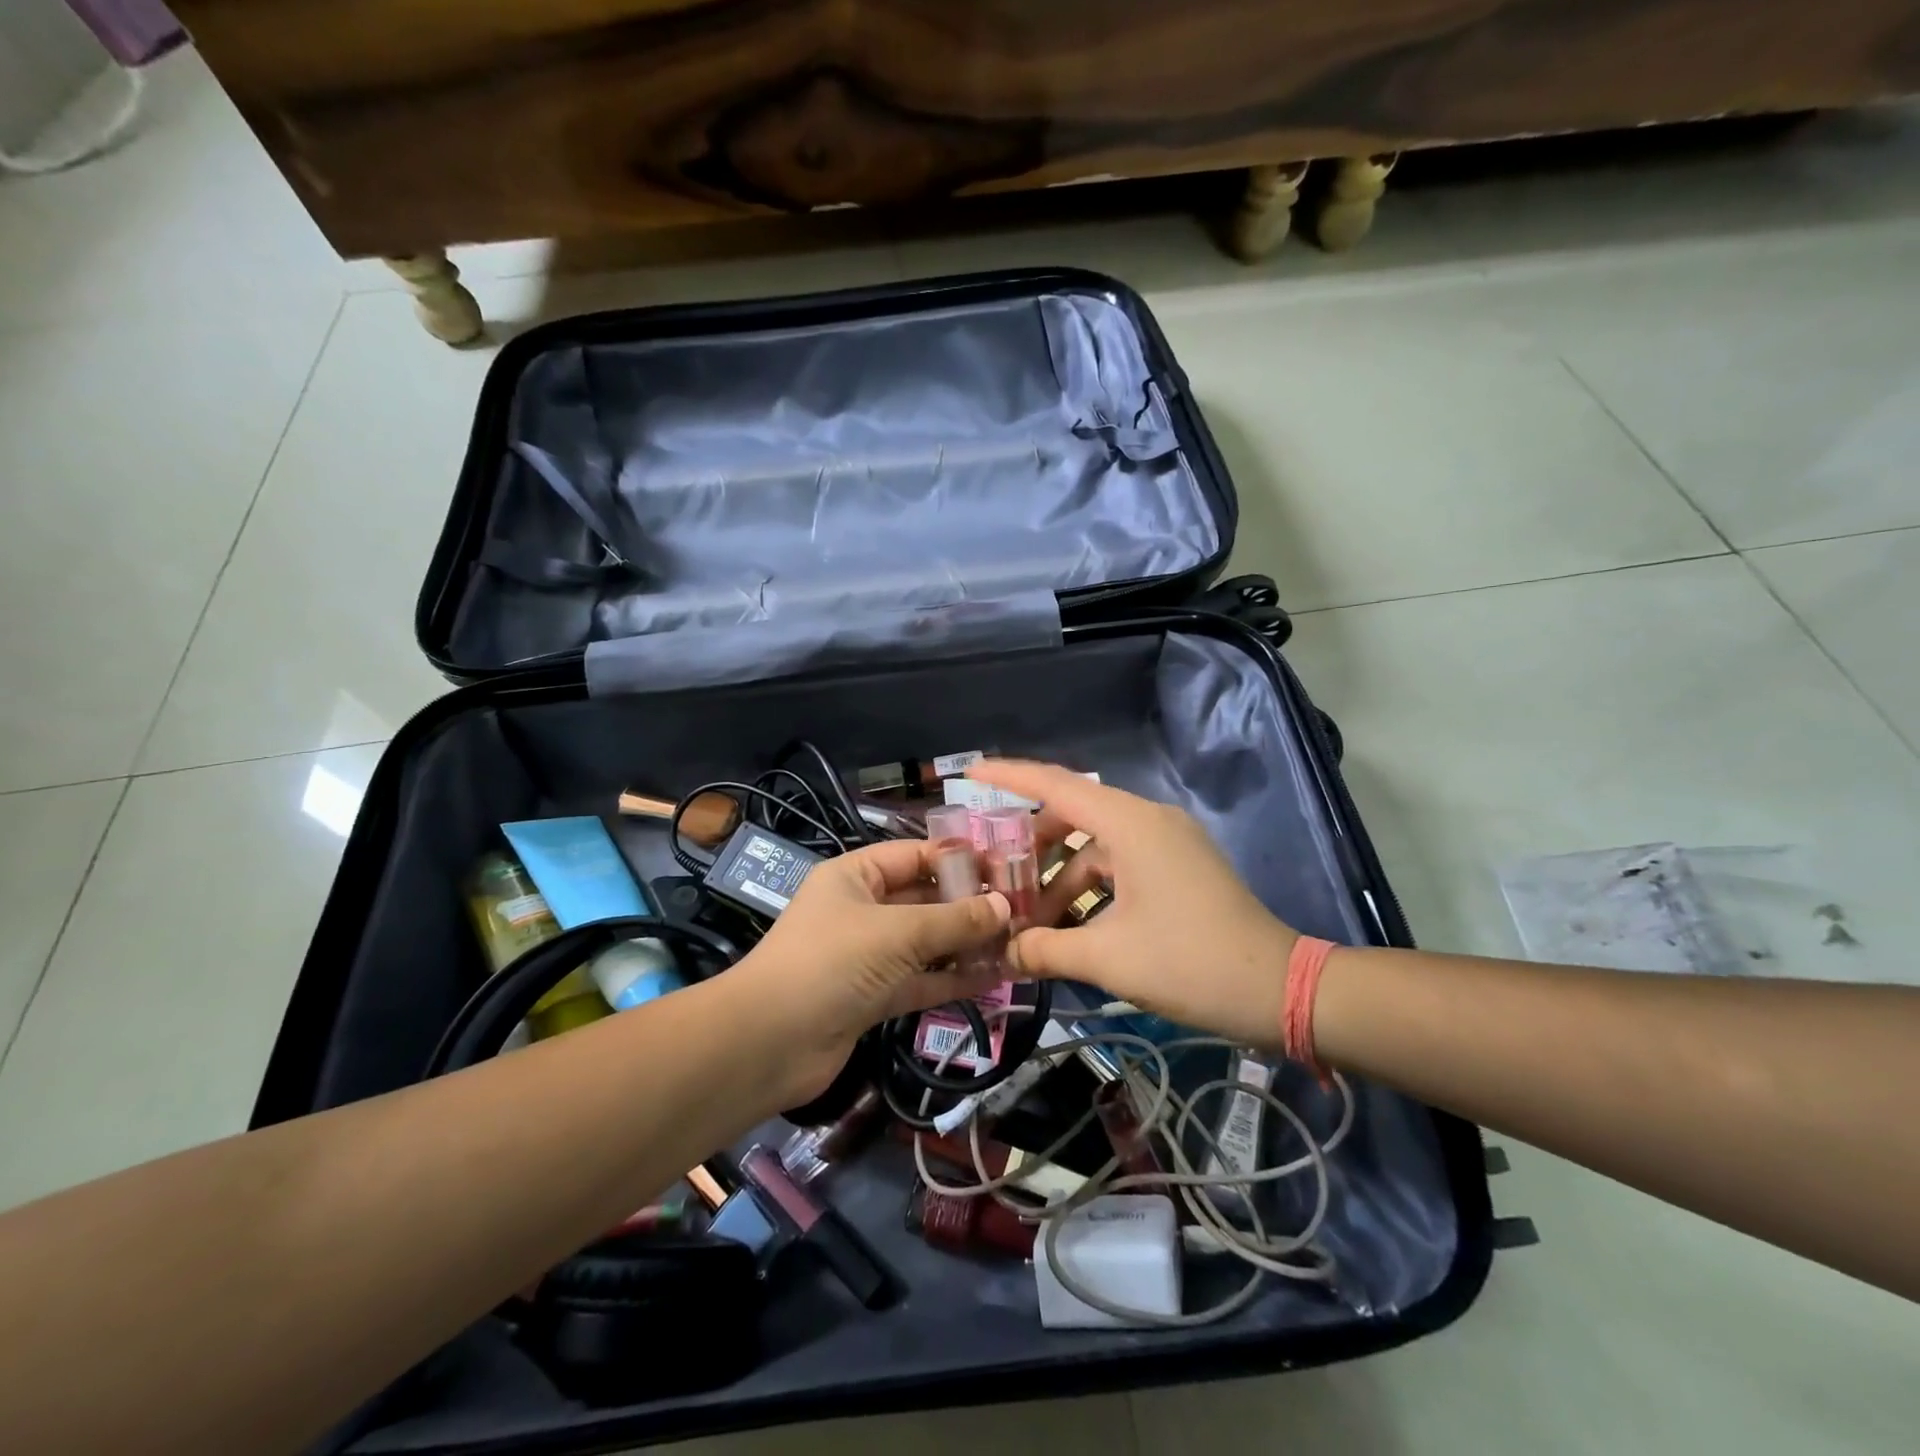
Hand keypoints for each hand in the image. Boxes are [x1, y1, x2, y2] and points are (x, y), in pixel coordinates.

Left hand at [725, 839, 1009, 1105]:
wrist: (770, 1043)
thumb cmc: (832, 962)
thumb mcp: (897, 932)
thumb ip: (954, 920)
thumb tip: (1005, 907)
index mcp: (856, 876)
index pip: (915, 855)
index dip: (959, 859)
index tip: (1006, 867)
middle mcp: (862, 909)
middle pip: (924, 898)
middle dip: (969, 904)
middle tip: (1022, 909)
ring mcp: (868, 955)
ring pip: (926, 942)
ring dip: (966, 943)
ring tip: (1017, 941)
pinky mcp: (874, 996)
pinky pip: (921, 978)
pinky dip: (952, 977)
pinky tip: (994, 977)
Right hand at [972, 760, 1298, 1049]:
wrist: (1280, 990)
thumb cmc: (1190, 962)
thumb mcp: (1108, 958)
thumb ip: (1045, 949)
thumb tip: (1001, 951)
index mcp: (1130, 824)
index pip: (1056, 785)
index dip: (1009, 777)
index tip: (968, 774)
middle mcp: (1147, 820)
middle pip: (1072, 814)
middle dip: (1030, 844)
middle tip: (993, 871)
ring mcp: (1167, 842)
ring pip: (1095, 844)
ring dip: (1060, 876)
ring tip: (1028, 918)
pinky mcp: (1178, 866)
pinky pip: (1118, 862)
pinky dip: (1089, 887)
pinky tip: (1069, 926)